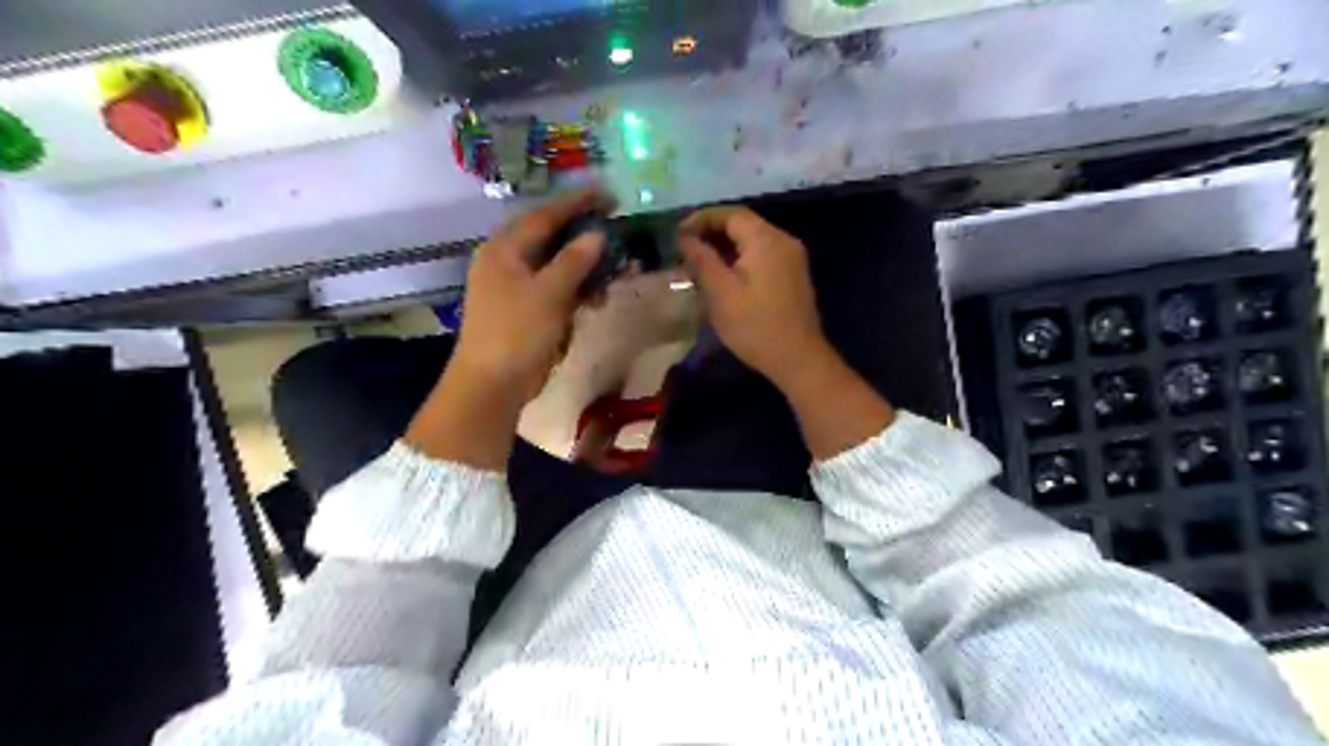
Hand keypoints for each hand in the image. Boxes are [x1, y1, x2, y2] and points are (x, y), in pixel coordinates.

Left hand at [453, 189, 607, 405]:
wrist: (492, 384)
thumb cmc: (517, 333)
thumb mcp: (549, 293)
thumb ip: (574, 261)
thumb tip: (597, 234)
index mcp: (505, 249)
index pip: (545, 215)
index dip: (577, 203)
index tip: (609, 195)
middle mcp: (506, 261)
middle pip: (550, 238)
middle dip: (583, 236)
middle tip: (614, 231)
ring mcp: (513, 287)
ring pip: (554, 265)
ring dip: (583, 267)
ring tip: (612, 271)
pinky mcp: (523, 309)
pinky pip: (553, 288)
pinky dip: (574, 289)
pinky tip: (593, 299)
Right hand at [684, 206, 890, 456]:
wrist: (798, 359)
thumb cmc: (755, 326)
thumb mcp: (721, 292)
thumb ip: (701, 259)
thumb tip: (684, 237)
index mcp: (766, 239)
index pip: (730, 214)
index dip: (701, 219)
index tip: (678, 234)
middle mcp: (783, 240)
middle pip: (743, 224)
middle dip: (712, 232)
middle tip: (685, 249)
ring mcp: (792, 257)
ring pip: (752, 240)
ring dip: (725, 246)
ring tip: (699, 263)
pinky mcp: (793, 274)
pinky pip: (763, 255)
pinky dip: (740, 258)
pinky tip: (723, 275)